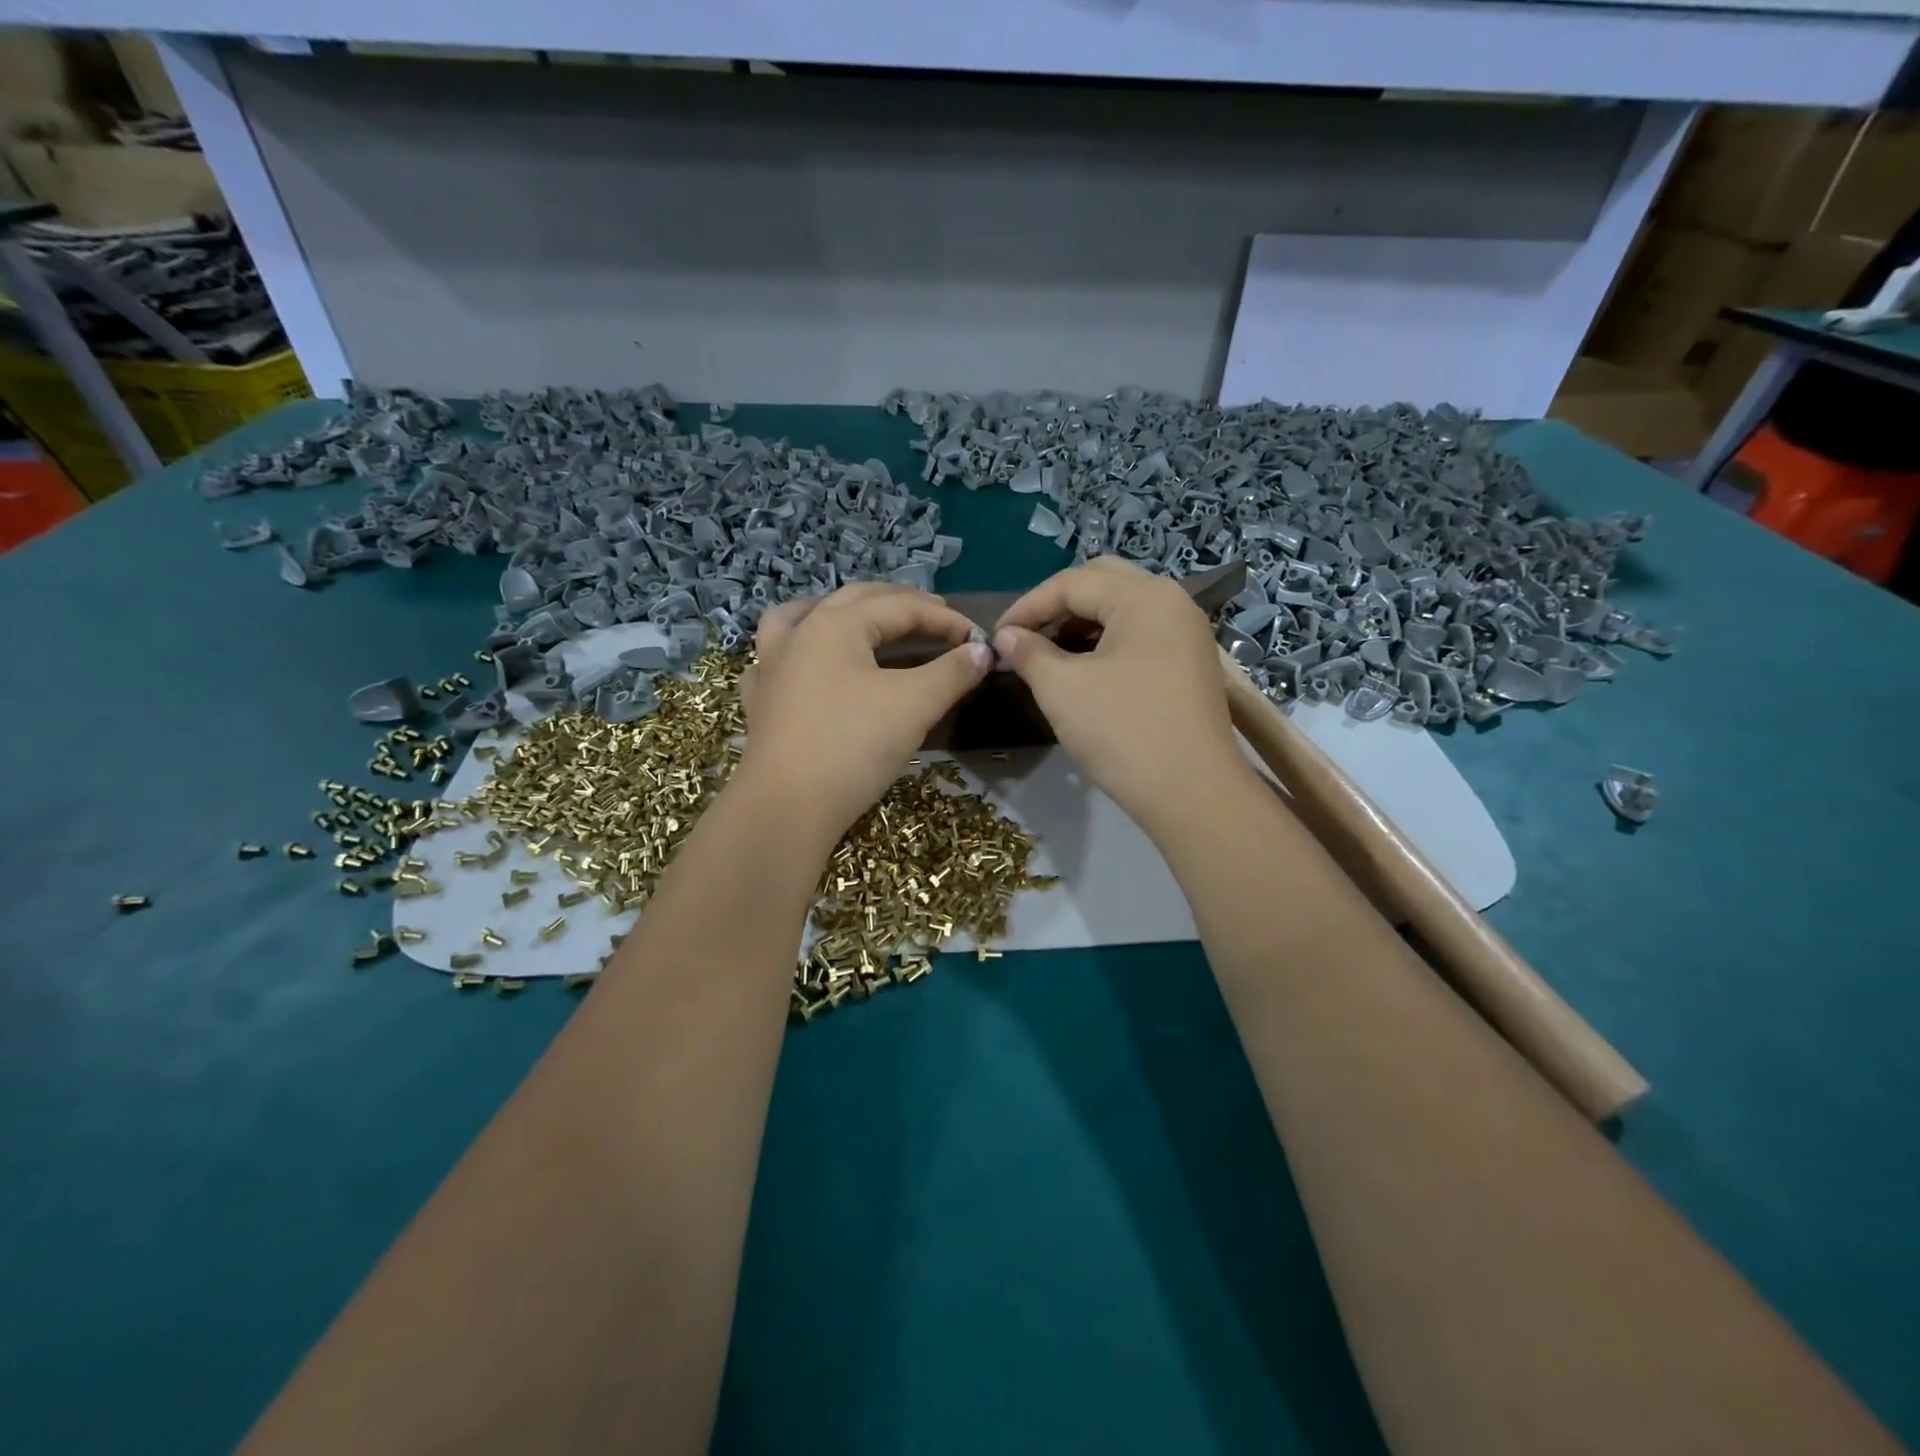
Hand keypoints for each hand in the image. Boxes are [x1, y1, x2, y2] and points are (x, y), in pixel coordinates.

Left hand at [736, 582, 992, 841]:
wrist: (786, 806)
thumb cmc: (853, 745)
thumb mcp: (914, 705)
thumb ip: (952, 672)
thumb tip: (982, 652)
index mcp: (836, 624)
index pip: (901, 608)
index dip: (946, 620)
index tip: (978, 640)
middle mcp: (800, 633)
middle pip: (855, 601)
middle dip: (900, 604)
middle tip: (937, 617)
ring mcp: (772, 666)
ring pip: (803, 617)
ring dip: (838, 612)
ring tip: (860, 618)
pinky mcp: (761, 701)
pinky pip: (776, 659)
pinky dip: (797, 651)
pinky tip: (807, 665)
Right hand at [993, 557, 1245, 835]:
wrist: (1192, 793)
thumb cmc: (1122, 731)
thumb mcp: (1062, 688)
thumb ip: (1029, 652)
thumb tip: (1006, 636)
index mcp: (1144, 596)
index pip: (1072, 583)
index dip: (1027, 606)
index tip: (995, 636)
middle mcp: (1172, 602)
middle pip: (1103, 583)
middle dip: (1058, 604)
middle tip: (1025, 634)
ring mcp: (1187, 634)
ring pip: (1123, 609)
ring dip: (1082, 622)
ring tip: (1047, 652)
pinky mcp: (1190, 664)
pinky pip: (1141, 635)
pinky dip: (1106, 642)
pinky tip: (1083, 667)